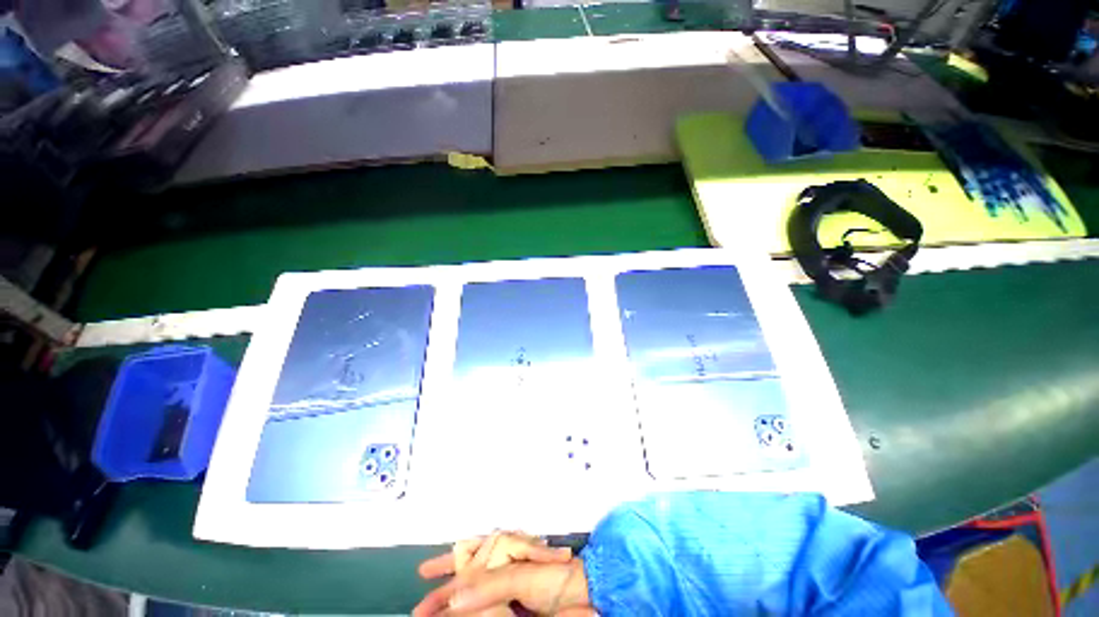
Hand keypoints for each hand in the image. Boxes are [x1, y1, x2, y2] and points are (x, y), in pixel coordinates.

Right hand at [414, 532, 595, 616]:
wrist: (584, 595)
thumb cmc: (555, 577)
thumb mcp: (522, 574)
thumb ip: (490, 585)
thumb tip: (455, 597)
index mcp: (504, 552)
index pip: (470, 554)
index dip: (448, 562)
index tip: (425, 571)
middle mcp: (502, 567)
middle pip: (466, 577)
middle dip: (443, 590)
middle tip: (420, 604)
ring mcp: (507, 587)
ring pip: (472, 594)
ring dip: (452, 603)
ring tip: (430, 612)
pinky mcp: (510, 605)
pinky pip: (485, 608)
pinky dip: (470, 611)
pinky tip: (459, 614)